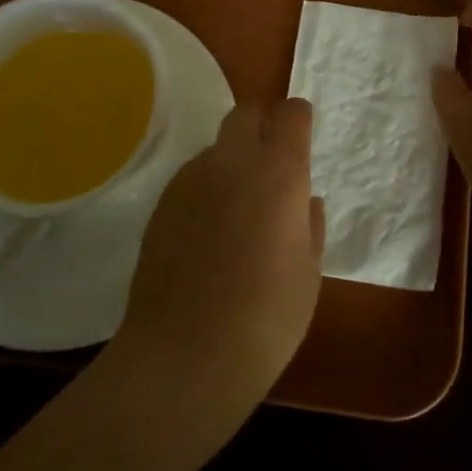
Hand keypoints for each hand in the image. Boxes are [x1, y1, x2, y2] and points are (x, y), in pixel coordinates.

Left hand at [114, 99, 325, 414]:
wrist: (185, 356)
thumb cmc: (266, 319)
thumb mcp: (308, 275)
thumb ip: (309, 227)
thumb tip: (304, 203)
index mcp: (280, 174)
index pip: (291, 114)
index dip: (298, 119)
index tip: (302, 137)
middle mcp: (233, 163)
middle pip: (246, 114)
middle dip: (261, 126)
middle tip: (271, 165)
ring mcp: (191, 180)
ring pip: (216, 148)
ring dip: (232, 162)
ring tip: (236, 211)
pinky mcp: (162, 204)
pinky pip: (192, 179)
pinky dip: (206, 190)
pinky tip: (206, 233)